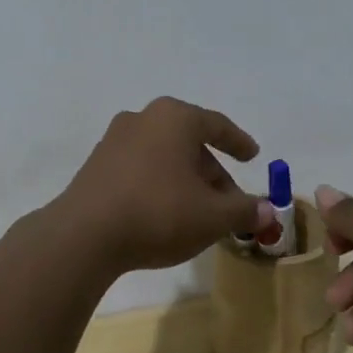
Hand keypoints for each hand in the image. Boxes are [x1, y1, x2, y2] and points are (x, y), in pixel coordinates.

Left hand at [54, 98, 274, 273]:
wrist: (84, 234)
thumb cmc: (159, 212)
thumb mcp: (213, 216)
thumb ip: (245, 211)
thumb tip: (268, 211)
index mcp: (174, 118)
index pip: (216, 125)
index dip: (238, 142)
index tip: (253, 156)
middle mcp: (143, 119)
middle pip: (189, 143)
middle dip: (212, 173)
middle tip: (229, 202)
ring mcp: (114, 141)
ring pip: (163, 157)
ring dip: (186, 181)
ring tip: (199, 213)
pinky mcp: (95, 166)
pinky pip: (140, 169)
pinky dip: (159, 185)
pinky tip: (165, 214)